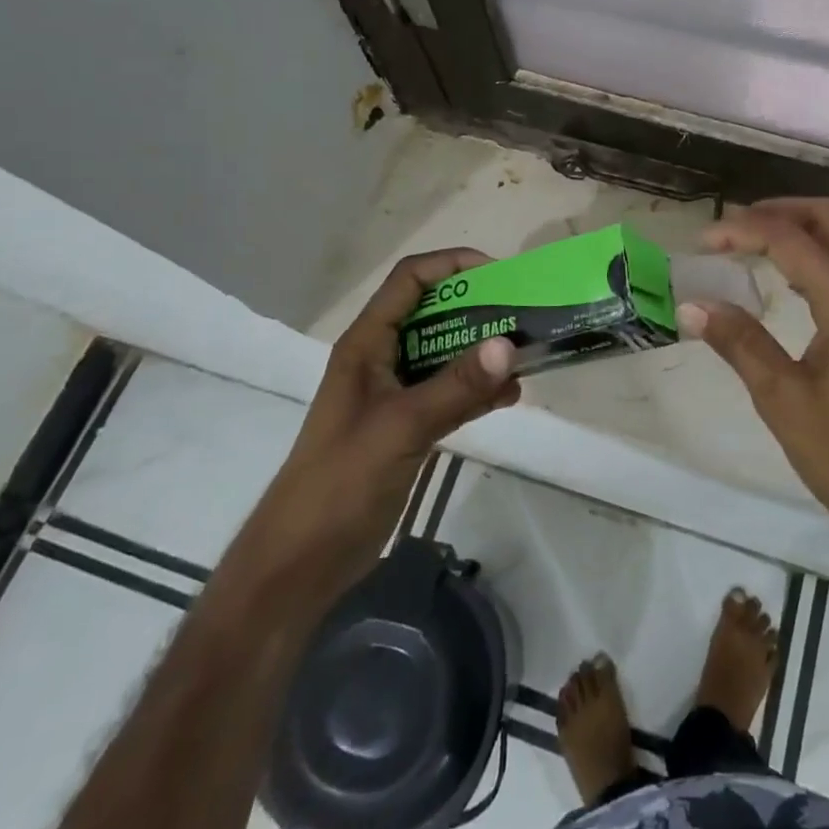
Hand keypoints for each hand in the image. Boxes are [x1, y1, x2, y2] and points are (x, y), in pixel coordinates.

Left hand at [244, 249, 520, 591]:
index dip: (452, 265)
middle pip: (434, 314)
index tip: (499, 274)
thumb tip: (509, 343)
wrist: (302, 563)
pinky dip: (479, 390)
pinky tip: (510, 397)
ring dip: (483, 352)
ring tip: (526, 356)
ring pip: (446, 354)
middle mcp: (382, 359)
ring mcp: (395, 394)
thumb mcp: (402, 427)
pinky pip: (451, 393)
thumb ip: (456, 385)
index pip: (410, 281)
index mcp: (367, 344)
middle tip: (524, 315)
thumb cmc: (340, 483)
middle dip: (479, 309)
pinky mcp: (408, 427)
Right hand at [679, 199, 828, 601]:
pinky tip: (793, 275)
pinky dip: (825, 248)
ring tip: (761, 240)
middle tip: (734, 227)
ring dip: (807, 224)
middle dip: (779, 211)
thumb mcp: (780, 398)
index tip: (704, 240)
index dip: (743, 231)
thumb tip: (691, 305)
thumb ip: (738, 342)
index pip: (791, 240)